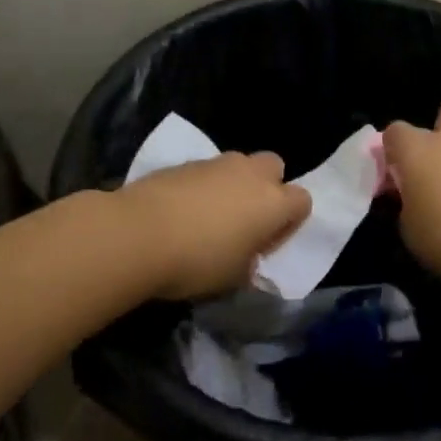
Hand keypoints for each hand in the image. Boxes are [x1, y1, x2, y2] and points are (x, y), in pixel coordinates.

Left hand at [119, 151, 311, 299]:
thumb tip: (246, 256)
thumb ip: (248, 263)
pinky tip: (181, 211)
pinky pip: (206, 171)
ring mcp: (216, 163)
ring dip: (232, 185)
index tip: (266, 244)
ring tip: (208, 216)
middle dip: (266, 187)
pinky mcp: (184, 162)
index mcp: (273, 203)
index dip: (289, 223)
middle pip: (274, 167)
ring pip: (238, 165)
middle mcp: (250, 174)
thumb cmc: (196, 261)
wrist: (137, 234)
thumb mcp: (232, 278)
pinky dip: (202, 186)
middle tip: (245, 219)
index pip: (303, 201)